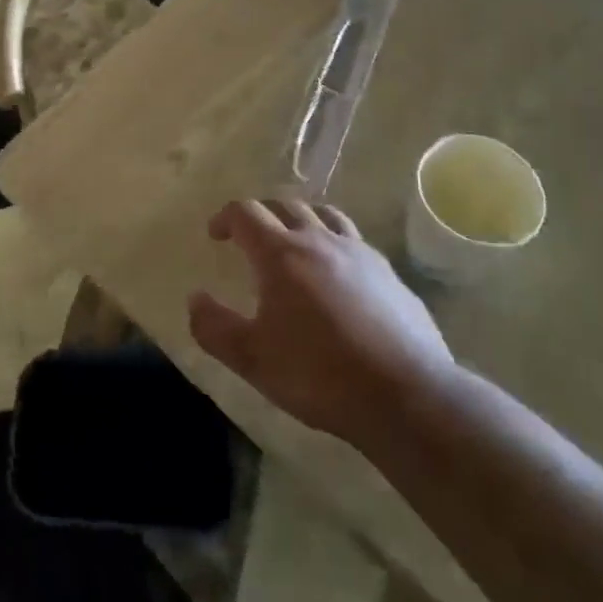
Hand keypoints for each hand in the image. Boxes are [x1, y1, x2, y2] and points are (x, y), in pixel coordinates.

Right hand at [188, 199, 452, 443]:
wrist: (407, 396)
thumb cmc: (319, 374)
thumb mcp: (253, 359)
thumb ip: (215, 327)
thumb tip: (195, 300)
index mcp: (281, 254)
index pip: (246, 212)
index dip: (226, 217)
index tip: (216, 234)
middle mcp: (320, 241)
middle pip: (286, 205)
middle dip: (262, 213)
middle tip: (250, 235)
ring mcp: (361, 254)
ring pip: (326, 215)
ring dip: (302, 219)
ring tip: (295, 241)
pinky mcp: (391, 276)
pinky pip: (356, 244)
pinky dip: (336, 246)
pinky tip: (339, 277)